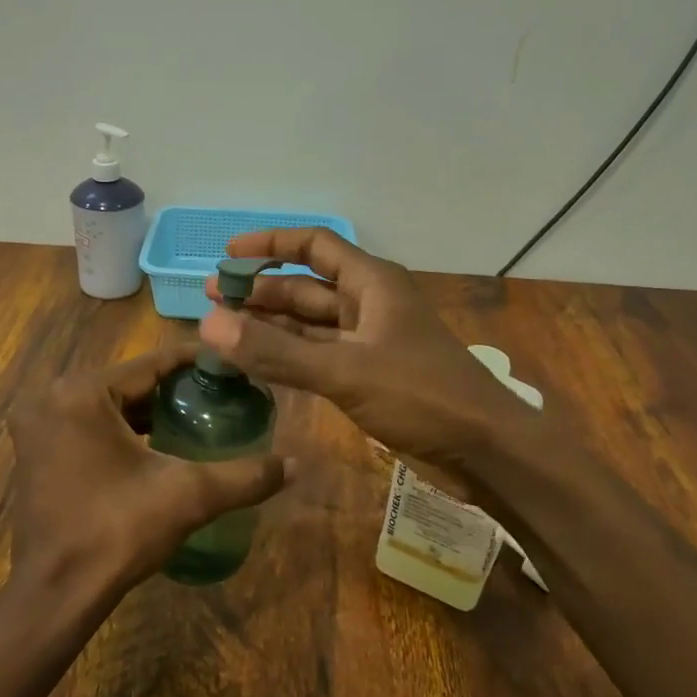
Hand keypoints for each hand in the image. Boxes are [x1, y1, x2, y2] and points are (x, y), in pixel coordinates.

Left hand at [5, 346, 291, 611]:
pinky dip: (120, 431)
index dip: (195, 362)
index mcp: (81, 393)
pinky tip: (156, 446)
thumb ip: (244, 476)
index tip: (232, 365)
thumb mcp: (189, 496)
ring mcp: (37, 427)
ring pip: (107, 405)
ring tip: (195, 417)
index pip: (150, 364)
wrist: (56, 595)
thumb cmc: (117, 532)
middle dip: (173, 389)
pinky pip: (87, 426)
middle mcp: (51, 399)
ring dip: (146, 411)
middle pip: (127, 383)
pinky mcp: (34, 454)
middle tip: (219, 394)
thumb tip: (295, 464)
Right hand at [200, 229, 539, 496]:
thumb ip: (276, 351)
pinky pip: (318, 356)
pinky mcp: (369, 376)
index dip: (270, 245)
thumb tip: (209, 326)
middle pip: (306, 287)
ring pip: (310, 325)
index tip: (228, 254)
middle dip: (261, 291)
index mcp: (373, 284)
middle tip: (212, 299)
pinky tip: (257, 363)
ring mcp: (369, 342)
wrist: (487, 452)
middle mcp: (369, 305)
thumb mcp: (345, 372)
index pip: (314, 246)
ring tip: (223, 329)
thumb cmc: (423, 396)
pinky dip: (288, 356)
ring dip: (270, 325)